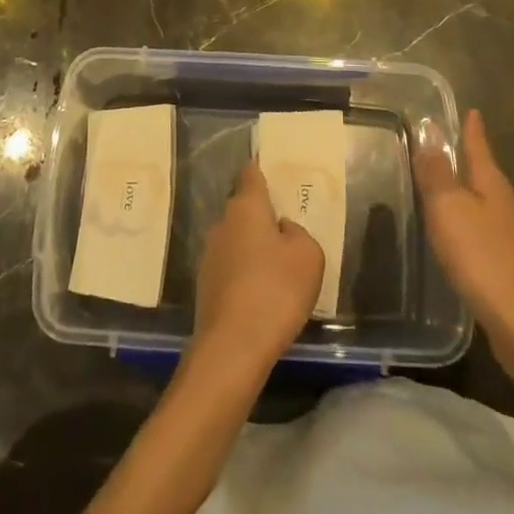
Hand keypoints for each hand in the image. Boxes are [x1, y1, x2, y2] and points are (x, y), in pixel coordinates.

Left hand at [193, 160, 323, 373]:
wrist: (233, 346)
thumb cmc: (276, 289)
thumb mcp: (308, 255)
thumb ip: (298, 233)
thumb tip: (282, 230)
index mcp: (247, 207)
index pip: (252, 174)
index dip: (261, 169)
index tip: (270, 167)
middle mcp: (223, 223)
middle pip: (244, 209)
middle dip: (261, 216)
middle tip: (286, 227)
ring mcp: (210, 254)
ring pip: (237, 239)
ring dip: (253, 248)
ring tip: (278, 267)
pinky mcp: (206, 285)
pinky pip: (231, 267)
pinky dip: (245, 274)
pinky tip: (262, 295)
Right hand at [415, 109, 513, 348]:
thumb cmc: (484, 258)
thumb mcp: (449, 208)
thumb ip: (437, 172)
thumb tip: (430, 128)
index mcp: (492, 186)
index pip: (479, 148)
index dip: (473, 130)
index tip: (472, 110)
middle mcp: (507, 208)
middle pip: (486, 175)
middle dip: (471, 161)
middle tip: (450, 146)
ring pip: (488, 206)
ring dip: (469, 194)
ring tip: (448, 190)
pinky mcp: (512, 271)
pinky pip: (487, 234)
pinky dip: (471, 226)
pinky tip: (461, 239)